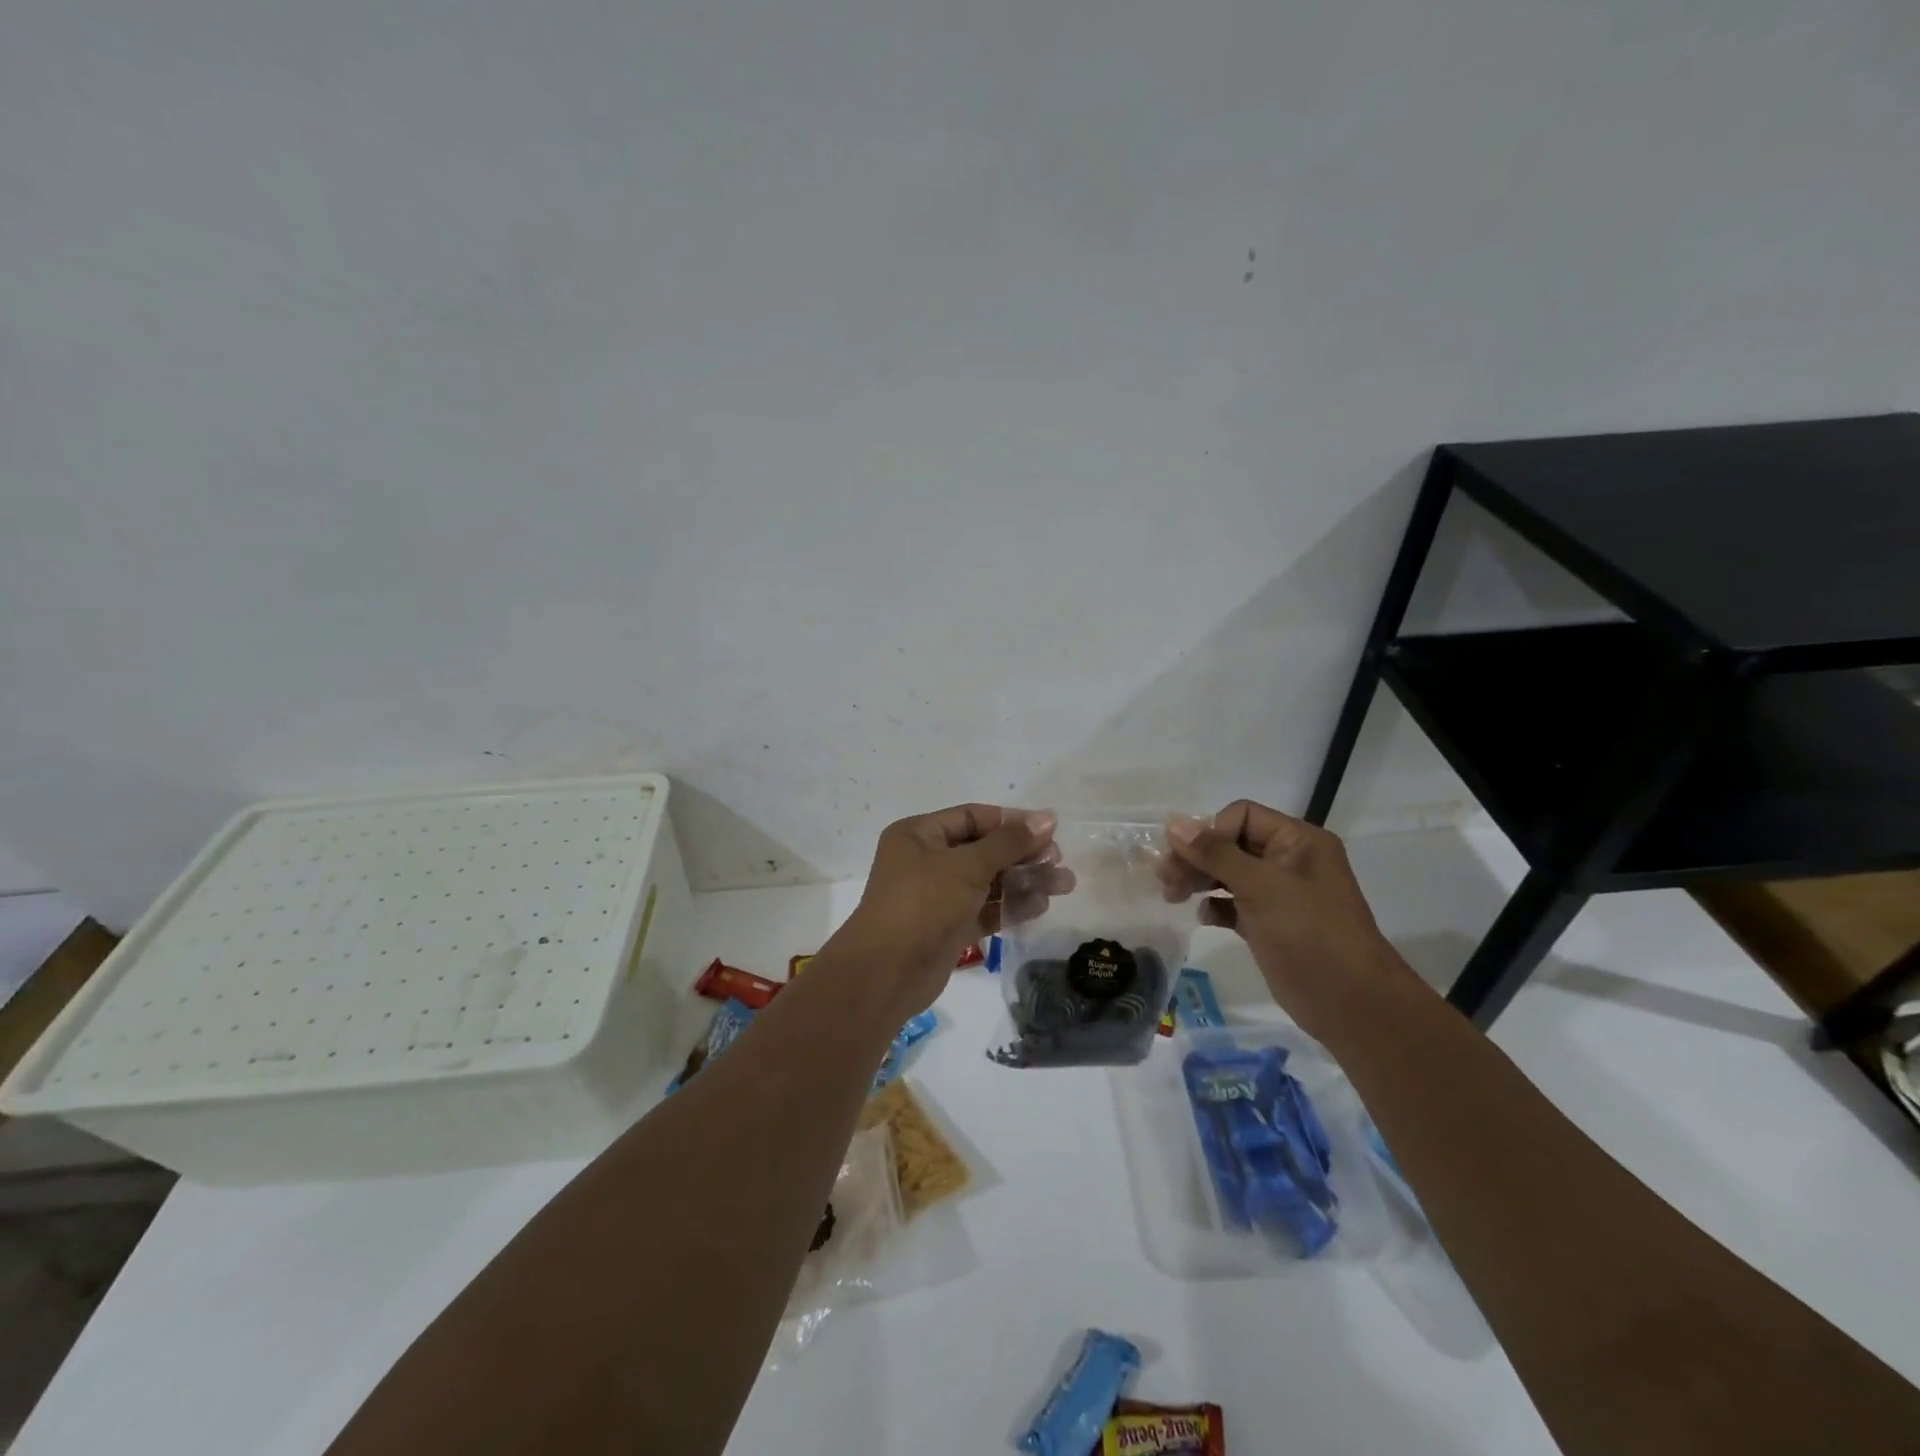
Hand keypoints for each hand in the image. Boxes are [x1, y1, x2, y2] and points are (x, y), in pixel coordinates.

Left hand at [827, 804, 1070, 1016]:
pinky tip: (1042, 906)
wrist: (887, 973)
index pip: (972, 817)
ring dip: (1024, 881)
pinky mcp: (949, 927)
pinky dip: (1010, 906)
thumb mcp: (967, 866)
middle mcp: (926, 860)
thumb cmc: (923, 904)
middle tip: (1059, 860)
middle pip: (984, 849)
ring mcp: (938, 896)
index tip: (1049, 829)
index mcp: (919, 834)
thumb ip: (1010, 842)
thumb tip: (1048, 818)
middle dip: (1023, 854)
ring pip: (988, 882)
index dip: (1011, 821)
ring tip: (1065, 884)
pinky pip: (985, 909)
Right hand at [1160, 800, 1407, 1033]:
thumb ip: (1215, 853)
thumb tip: (1173, 824)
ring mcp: (1278, 894)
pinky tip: (1203, 916)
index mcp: (1298, 841)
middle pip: (1230, 843)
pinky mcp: (1268, 924)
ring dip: (1199, 879)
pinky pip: (1232, 903)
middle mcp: (1288, 861)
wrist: (1349, 1003)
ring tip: (1172, 894)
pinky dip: (1214, 905)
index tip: (1183, 856)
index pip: (1241, 816)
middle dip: (1197, 856)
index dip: (1210, 831)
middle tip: (1165, 878)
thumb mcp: (1260, 886)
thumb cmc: (1308, 933)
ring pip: (1227, 873)